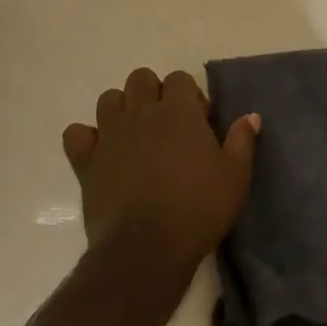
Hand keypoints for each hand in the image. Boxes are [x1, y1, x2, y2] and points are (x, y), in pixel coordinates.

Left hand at [63, 67, 259, 276]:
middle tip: (167, 125)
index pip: (180, 78)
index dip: (189, 95)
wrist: (146, 247)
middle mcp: (141, 112)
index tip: (199, 122)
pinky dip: (86, 138)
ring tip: (135, 136)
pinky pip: (76, 134)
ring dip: (121, 109)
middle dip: (153, 92)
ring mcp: (110, 135)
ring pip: (108, 99)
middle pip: (140, 78)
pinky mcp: (86, 161)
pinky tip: (100, 153)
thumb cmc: (198, 209)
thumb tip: (250, 116)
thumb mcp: (235, 176)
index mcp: (179, 111)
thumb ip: (242, 141)